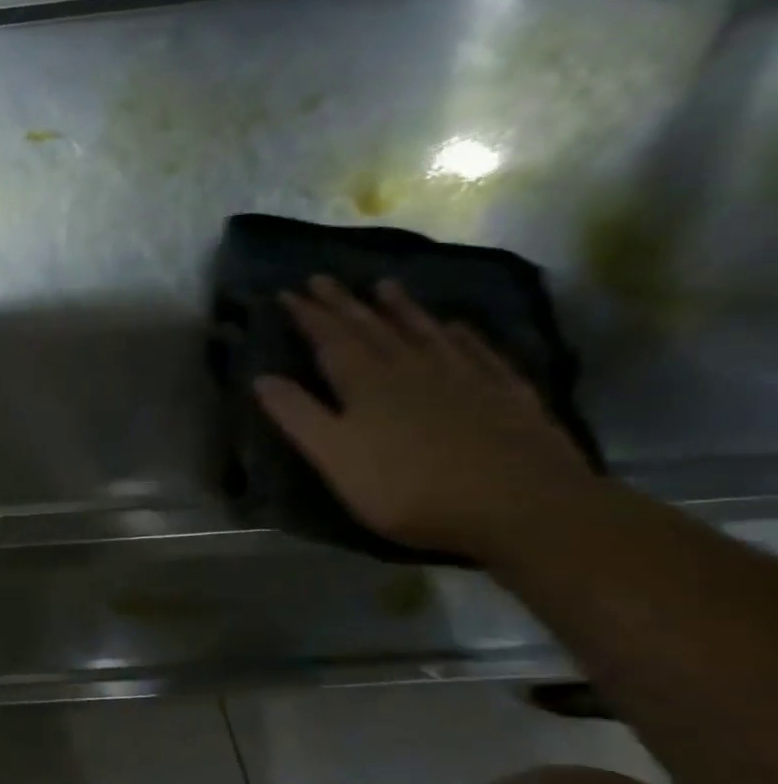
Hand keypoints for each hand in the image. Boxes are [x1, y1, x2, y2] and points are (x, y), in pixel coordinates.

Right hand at [253, 275, 596, 562]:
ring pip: (424, 332)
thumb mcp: (335, 457)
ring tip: (385, 284)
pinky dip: (463, 336)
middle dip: (344, 304)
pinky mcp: (506, 395)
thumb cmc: (409, 488)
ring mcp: (465, 378)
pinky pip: (479, 353)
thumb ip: (298, 416)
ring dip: (401, 309)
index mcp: (367, 384)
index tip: (286, 293)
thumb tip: (262, 377)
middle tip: (324, 278)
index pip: (330, 340)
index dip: (307, 316)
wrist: (521, 506)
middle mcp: (413, 369)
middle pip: (373, 329)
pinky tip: (458, 326)